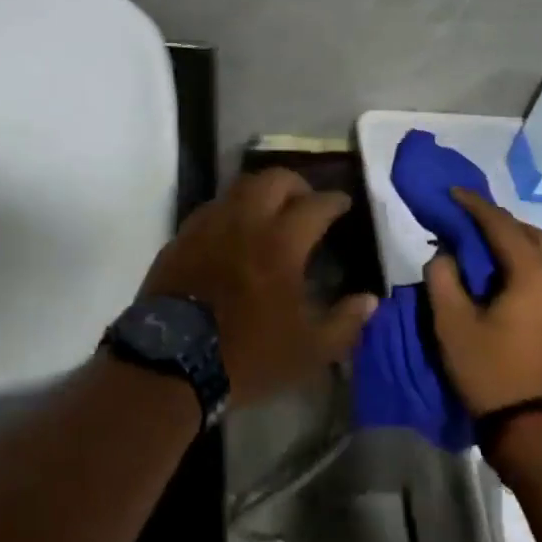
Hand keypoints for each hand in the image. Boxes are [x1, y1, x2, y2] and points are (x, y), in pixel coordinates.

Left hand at [138, 169, 379, 406]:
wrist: (172, 363)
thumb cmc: (247, 355)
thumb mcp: (309, 351)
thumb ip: (345, 323)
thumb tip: (370, 300)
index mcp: (281, 242)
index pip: (316, 205)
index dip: (334, 200)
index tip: (343, 203)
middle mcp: (245, 221)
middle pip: (274, 179)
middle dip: (297, 184)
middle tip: (306, 201)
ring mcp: (209, 225)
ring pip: (239, 187)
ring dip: (262, 191)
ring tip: (270, 211)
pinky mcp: (182, 237)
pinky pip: (212, 208)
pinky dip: (231, 210)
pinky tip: (234, 232)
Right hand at [426, 189, 541, 417]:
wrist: (535, 432)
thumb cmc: (490, 372)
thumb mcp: (452, 323)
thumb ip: (443, 278)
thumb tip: (446, 254)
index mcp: (532, 276)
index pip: (502, 225)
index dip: (474, 205)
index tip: (452, 192)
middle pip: (530, 233)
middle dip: (497, 221)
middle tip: (465, 219)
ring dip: (512, 241)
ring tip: (479, 244)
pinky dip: (523, 261)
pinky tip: (499, 275)